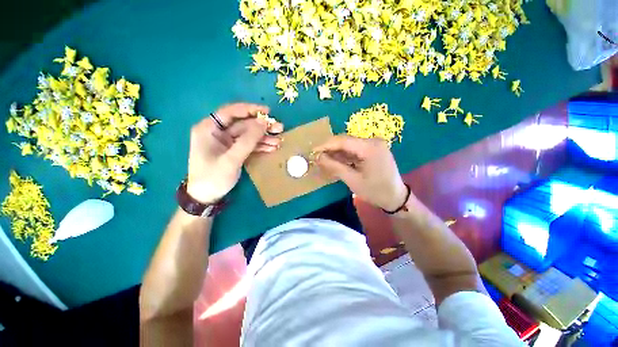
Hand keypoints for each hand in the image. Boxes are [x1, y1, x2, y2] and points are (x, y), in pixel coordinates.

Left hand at [186, 103, 283, 203]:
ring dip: (264, 138)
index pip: (231, 112)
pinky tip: (272, 147)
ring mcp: (227, 142)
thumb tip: (263, 122)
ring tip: (280, 140)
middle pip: (243, 124)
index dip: (250, 110)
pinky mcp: (234, 151)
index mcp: (209, 129)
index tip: (267, 111)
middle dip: (262, 127)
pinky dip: (260, 146)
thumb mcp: (231, 159)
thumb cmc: (213, 177)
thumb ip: (248, 141)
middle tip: (279, 128)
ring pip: (249, 135)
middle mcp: (218, 132)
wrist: (207, 197)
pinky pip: (249, 145)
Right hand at [314, 135, 407, 211]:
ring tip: (324, 160)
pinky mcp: (373, 150)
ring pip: (349, 145)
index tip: (313, 150)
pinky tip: (336, 161)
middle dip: (330, 149)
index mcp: (370, 147)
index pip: (343, 141)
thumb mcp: (352, 180)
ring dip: (337, 152)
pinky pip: (355, 150)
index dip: (326, 145)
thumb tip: (318, 157)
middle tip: (317, 157)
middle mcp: (373, 141)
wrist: (395, 197)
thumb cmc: (375, 191)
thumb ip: (334, 166)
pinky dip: (345, 155)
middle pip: (346, 141)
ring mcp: (374, 145)